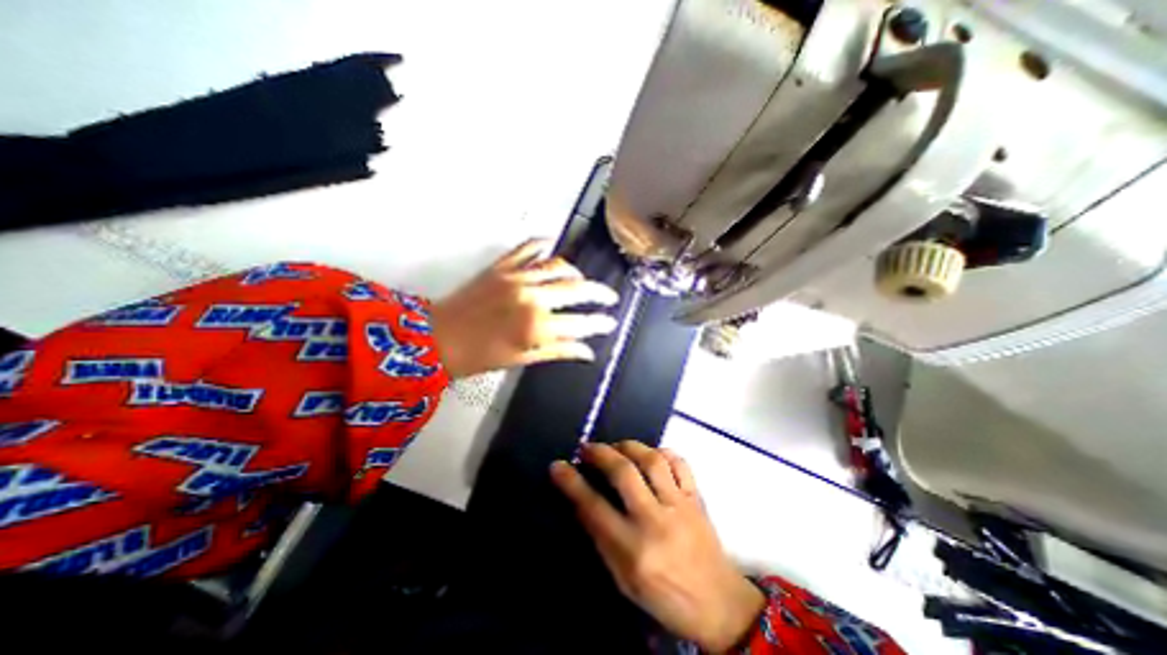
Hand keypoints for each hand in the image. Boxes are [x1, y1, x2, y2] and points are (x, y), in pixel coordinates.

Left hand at [429, 241, 618, 377]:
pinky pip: (528, 248)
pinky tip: (552, 245)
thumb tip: (587, 352)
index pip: (580, 323)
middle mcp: (532, 297)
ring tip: (583, 281)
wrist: (436, 339)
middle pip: (577, 289)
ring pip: (558, 266)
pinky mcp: (501, 266)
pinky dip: (543, 245)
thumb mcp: (522, 359)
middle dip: (599, 293)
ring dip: (576, 273)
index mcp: (536, 326)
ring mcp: (516, 277)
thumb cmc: (479, 356)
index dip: (600, 323)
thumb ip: (558, 351)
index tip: (611, 322)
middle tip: (610, 297)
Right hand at [552, 442, 773, 651]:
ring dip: (629, 446)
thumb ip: (602, 538)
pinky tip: (650, 454)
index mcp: (634, 550)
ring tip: (616, 446)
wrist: (720, 605)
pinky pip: (680, 463)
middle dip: (600, 453)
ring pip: (652, 460)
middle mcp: (656, 521)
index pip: (594, 507)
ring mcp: (680, 505)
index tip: (558, 465)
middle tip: (587, 448)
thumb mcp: (624, 580)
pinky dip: (662, 452)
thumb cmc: (665, 598)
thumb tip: (582, 500)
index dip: (571, 482)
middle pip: (623, 473)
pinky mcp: (697, 497)